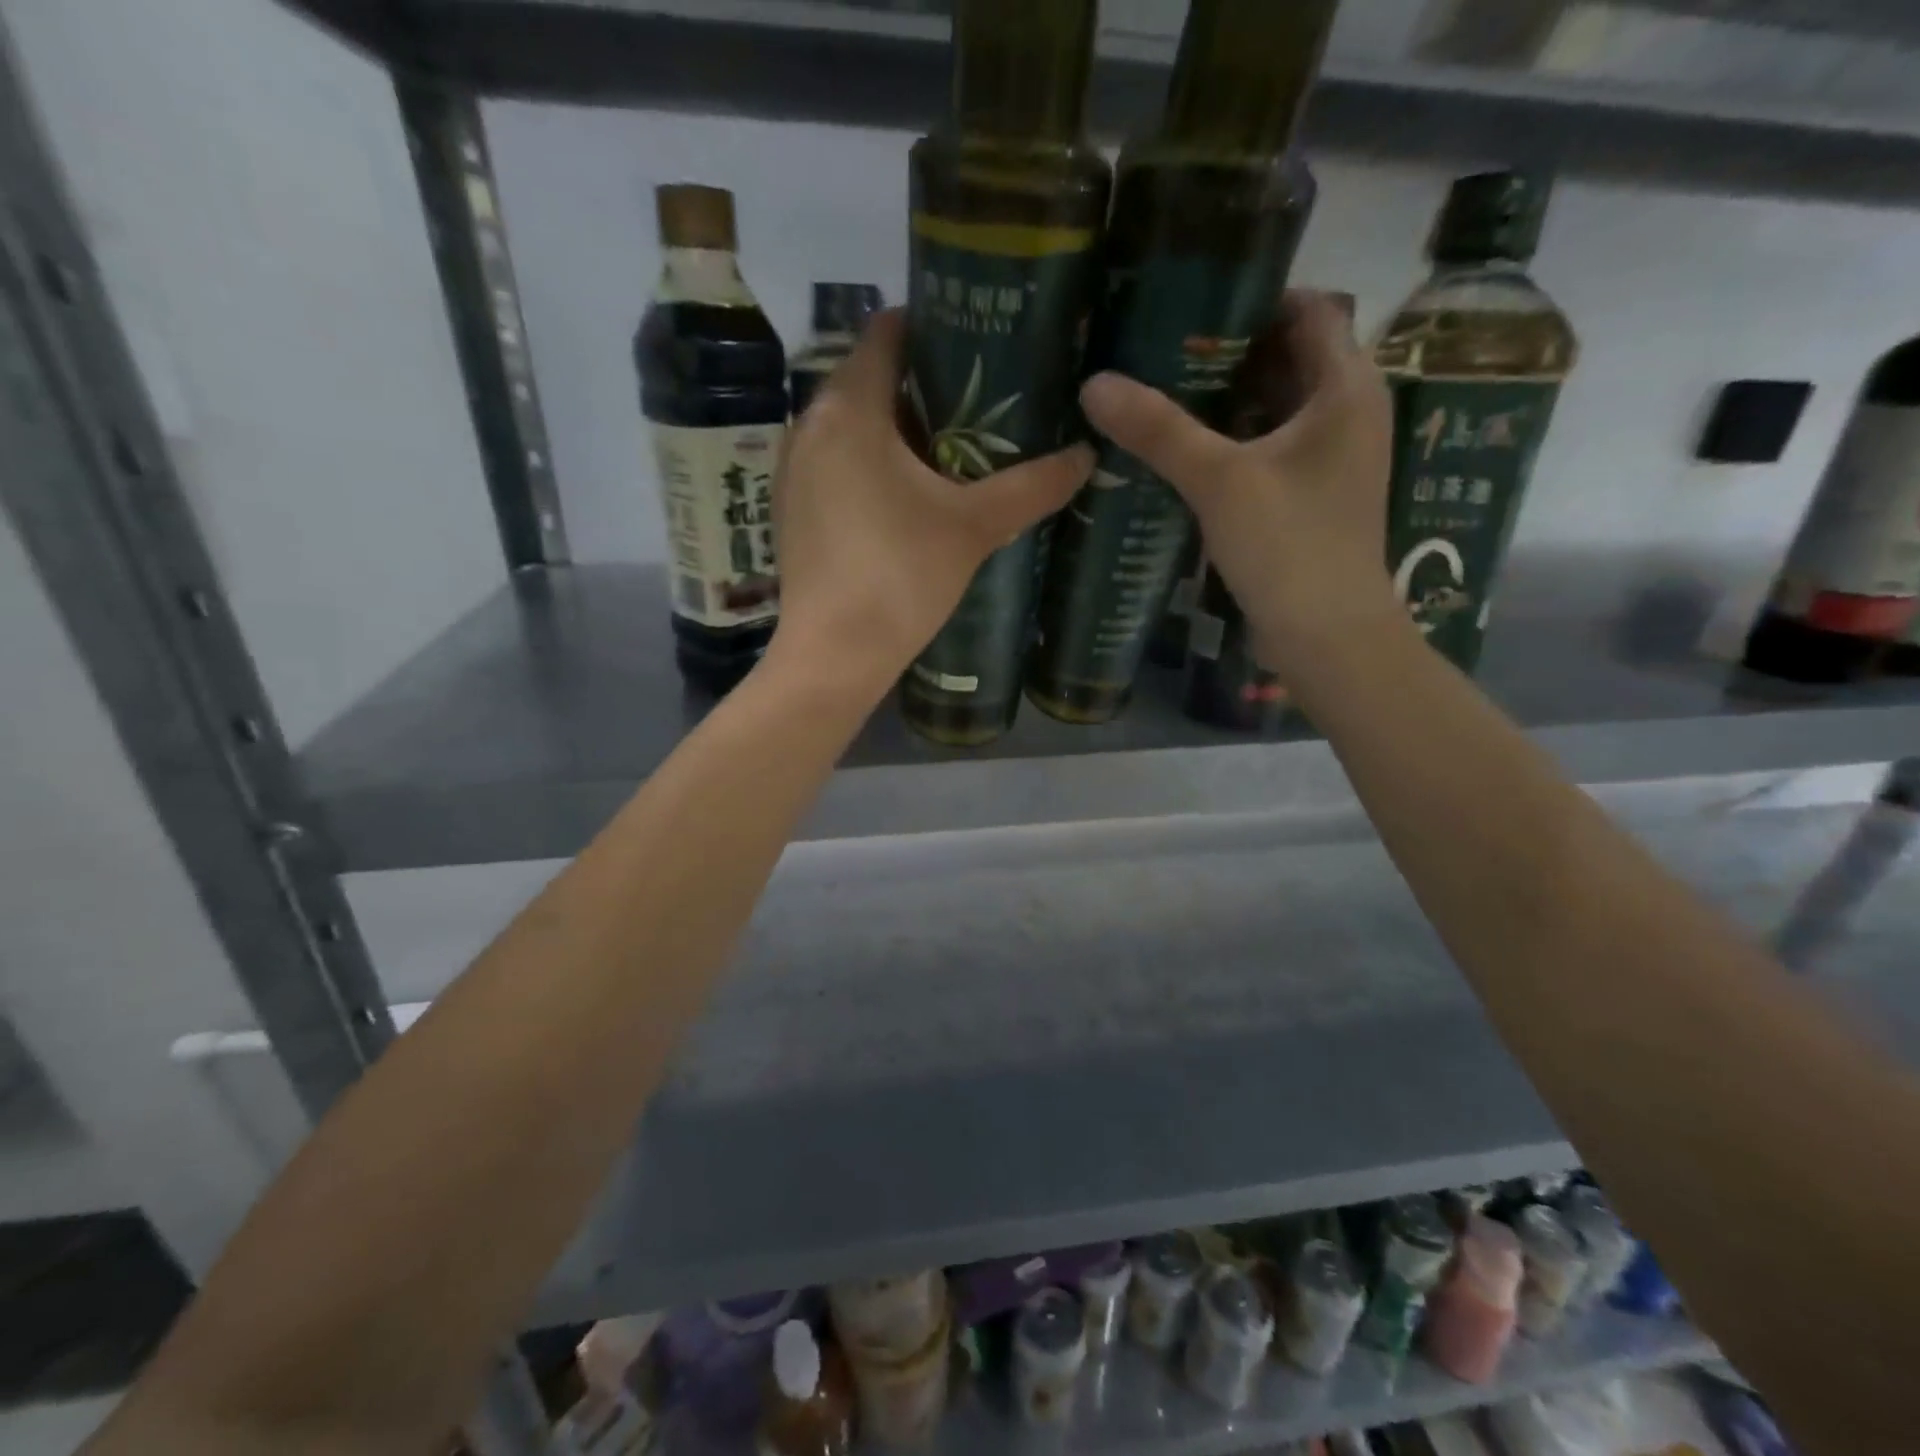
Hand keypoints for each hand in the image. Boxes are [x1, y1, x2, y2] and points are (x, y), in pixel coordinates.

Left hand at [766, 309, 1093, 695]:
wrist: (834, 654)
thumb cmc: (900, 575)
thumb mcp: (974, 526)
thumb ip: (1032, 486)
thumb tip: (1086, 455)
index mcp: (849, 408)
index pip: (887, 331)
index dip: (934, 326)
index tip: (979, 343)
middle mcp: (808, 425)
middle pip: (869, 379)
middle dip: (923, 385)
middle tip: (981, 402)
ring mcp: (793, 471)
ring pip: (851, 427)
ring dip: (897, 430)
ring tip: (952, 450)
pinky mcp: (791, 511)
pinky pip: (835, 465)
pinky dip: (870, 465)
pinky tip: (907, 497)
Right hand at [1079, 291, 1399, 666]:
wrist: (1327, 637)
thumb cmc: (1290, 546)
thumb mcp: (1220, 481)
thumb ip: (1160, 431)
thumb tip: (1095, 384)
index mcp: (1346, 387)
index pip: (1307, 308)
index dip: (1252, 296)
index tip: (1188, 299)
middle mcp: (1346, 412)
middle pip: (1285, 357)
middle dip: (1224, 350)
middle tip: (1155, 345)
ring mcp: (1328, 458)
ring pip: (1271, 408)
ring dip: (1221, 400)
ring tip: (1156, 391)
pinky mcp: (1307, 495)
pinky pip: (1264, 449)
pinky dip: (1228, 442)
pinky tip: (1179, 451)